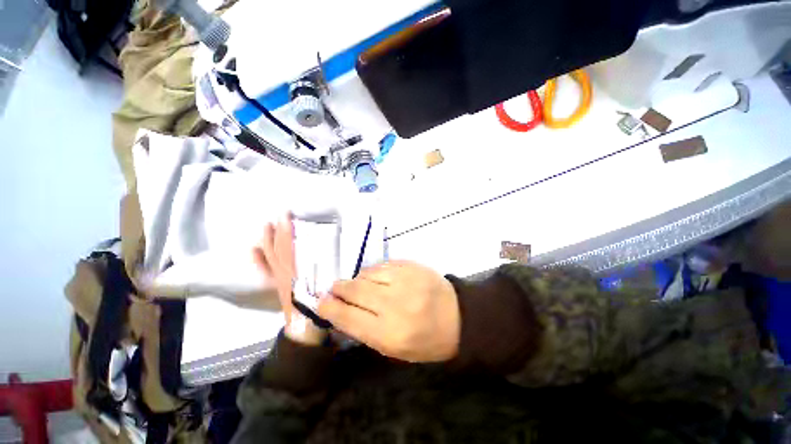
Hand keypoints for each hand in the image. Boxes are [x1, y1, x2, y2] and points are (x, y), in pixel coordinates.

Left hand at [253, 215, 325, 344]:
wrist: (305, 328)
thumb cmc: (320, 306)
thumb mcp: (328, 285)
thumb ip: (329, 269)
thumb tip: (332, 249)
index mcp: (297, 270)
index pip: (289, 246)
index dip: (286, 230)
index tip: (287, 215)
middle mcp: (285, 272)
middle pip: (278, 248)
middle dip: (277, 231)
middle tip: (278, 216)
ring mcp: (278, 279)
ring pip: (269, 257)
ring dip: (266, 241)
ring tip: (265, 226)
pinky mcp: (276, 286)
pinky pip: (263, 271)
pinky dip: (257, 261)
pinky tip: (252, 251)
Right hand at [318, 261, 460, 361]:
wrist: (458, 316)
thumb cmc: (426, 340)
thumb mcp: (395, 349)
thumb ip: (366, 331)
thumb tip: (341, 312)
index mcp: (390, 334)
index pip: (349, 318)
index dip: (330, 308)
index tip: (321, 302)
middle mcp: (395, 304)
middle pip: (355, 291)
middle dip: (339, 289)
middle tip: (334, 288)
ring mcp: (405, 280)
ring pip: (367, 274)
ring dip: (356, 279)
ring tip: (356, 284)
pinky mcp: (411, 266)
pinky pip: (382, 265)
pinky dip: (373, 271)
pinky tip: (374, 277)